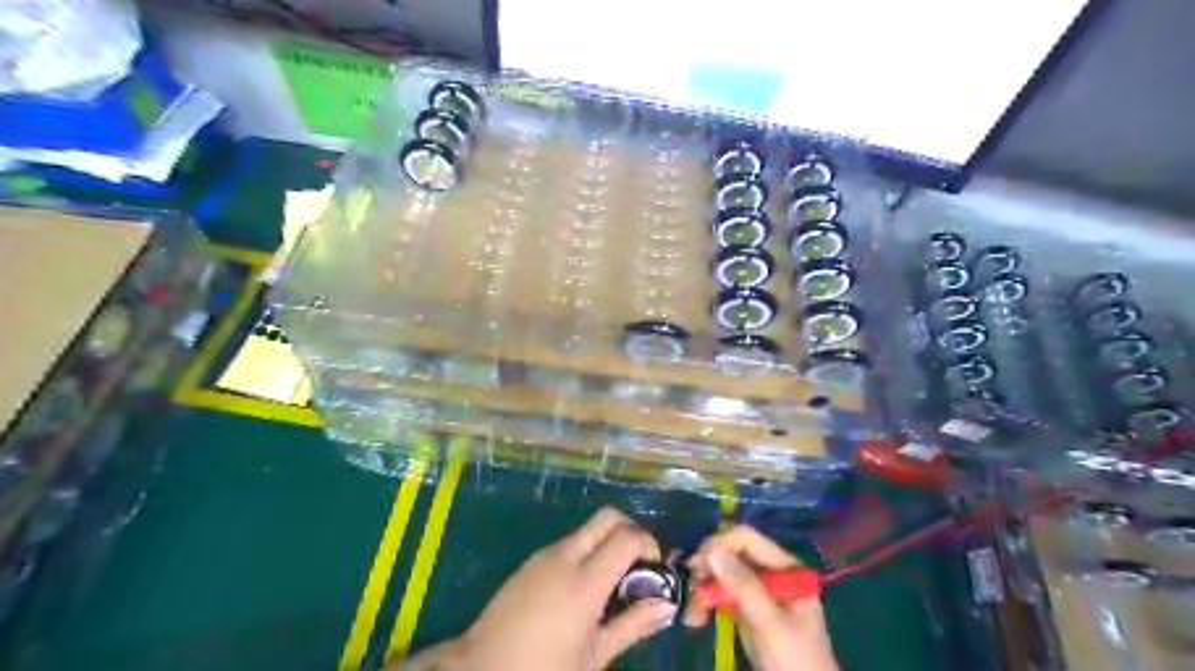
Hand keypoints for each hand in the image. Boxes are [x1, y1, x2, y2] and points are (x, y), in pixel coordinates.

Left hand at [398, 510, 670, 670]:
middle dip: (630, 531)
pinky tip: (583, 586)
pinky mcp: (531, 560)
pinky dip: (586, 551)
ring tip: (612, 580)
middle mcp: (566, 556)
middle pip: (608, 517)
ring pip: (587, 529)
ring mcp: (545, 554)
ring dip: (607, 542)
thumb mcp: (594, 656)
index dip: (649, 544)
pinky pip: (568, 542)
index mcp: (585, 582)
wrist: (480, 669)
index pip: (628, 536)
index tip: (655, 568)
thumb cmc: (544, 669)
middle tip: (638, 564)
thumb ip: (633, 625)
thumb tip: (666, 606)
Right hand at [681, 525, 838, 669]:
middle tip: (689, 589)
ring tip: (690, 615)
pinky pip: (721, 595)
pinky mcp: (747, 610)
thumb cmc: (796, 662)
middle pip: (732, 554)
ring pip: (722, 575)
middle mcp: (771, 573)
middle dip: (708, 569)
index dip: (721, 545)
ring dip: (703, 589)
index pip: (748, 539)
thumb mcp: (771, 624)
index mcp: (786, 568)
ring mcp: (759, 592)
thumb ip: (745, 587)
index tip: (697, 565)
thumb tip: (712, 550)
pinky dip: (706, 603)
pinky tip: (695, 618)